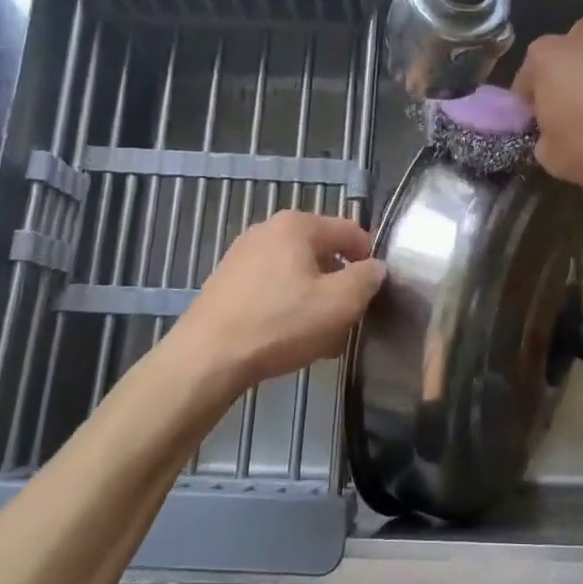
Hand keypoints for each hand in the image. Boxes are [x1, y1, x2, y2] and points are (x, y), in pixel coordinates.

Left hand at [166, 211, 385, 397]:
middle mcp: (268, 230)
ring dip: (316, 301)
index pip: (350, 231)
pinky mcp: (227, 283)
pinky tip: (290, 339)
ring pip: (297, 274)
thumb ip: (367, 279)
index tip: (374, 294)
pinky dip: (288, 308)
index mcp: (297, 225)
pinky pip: (272, 288)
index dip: (369, 261)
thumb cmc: (279, 324)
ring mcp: (243, 255)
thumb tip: (375, 268)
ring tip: (322, 340)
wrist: (206, 358)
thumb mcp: (339, 303)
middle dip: (340, 286)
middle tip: (348, 322)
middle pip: (322, 253)